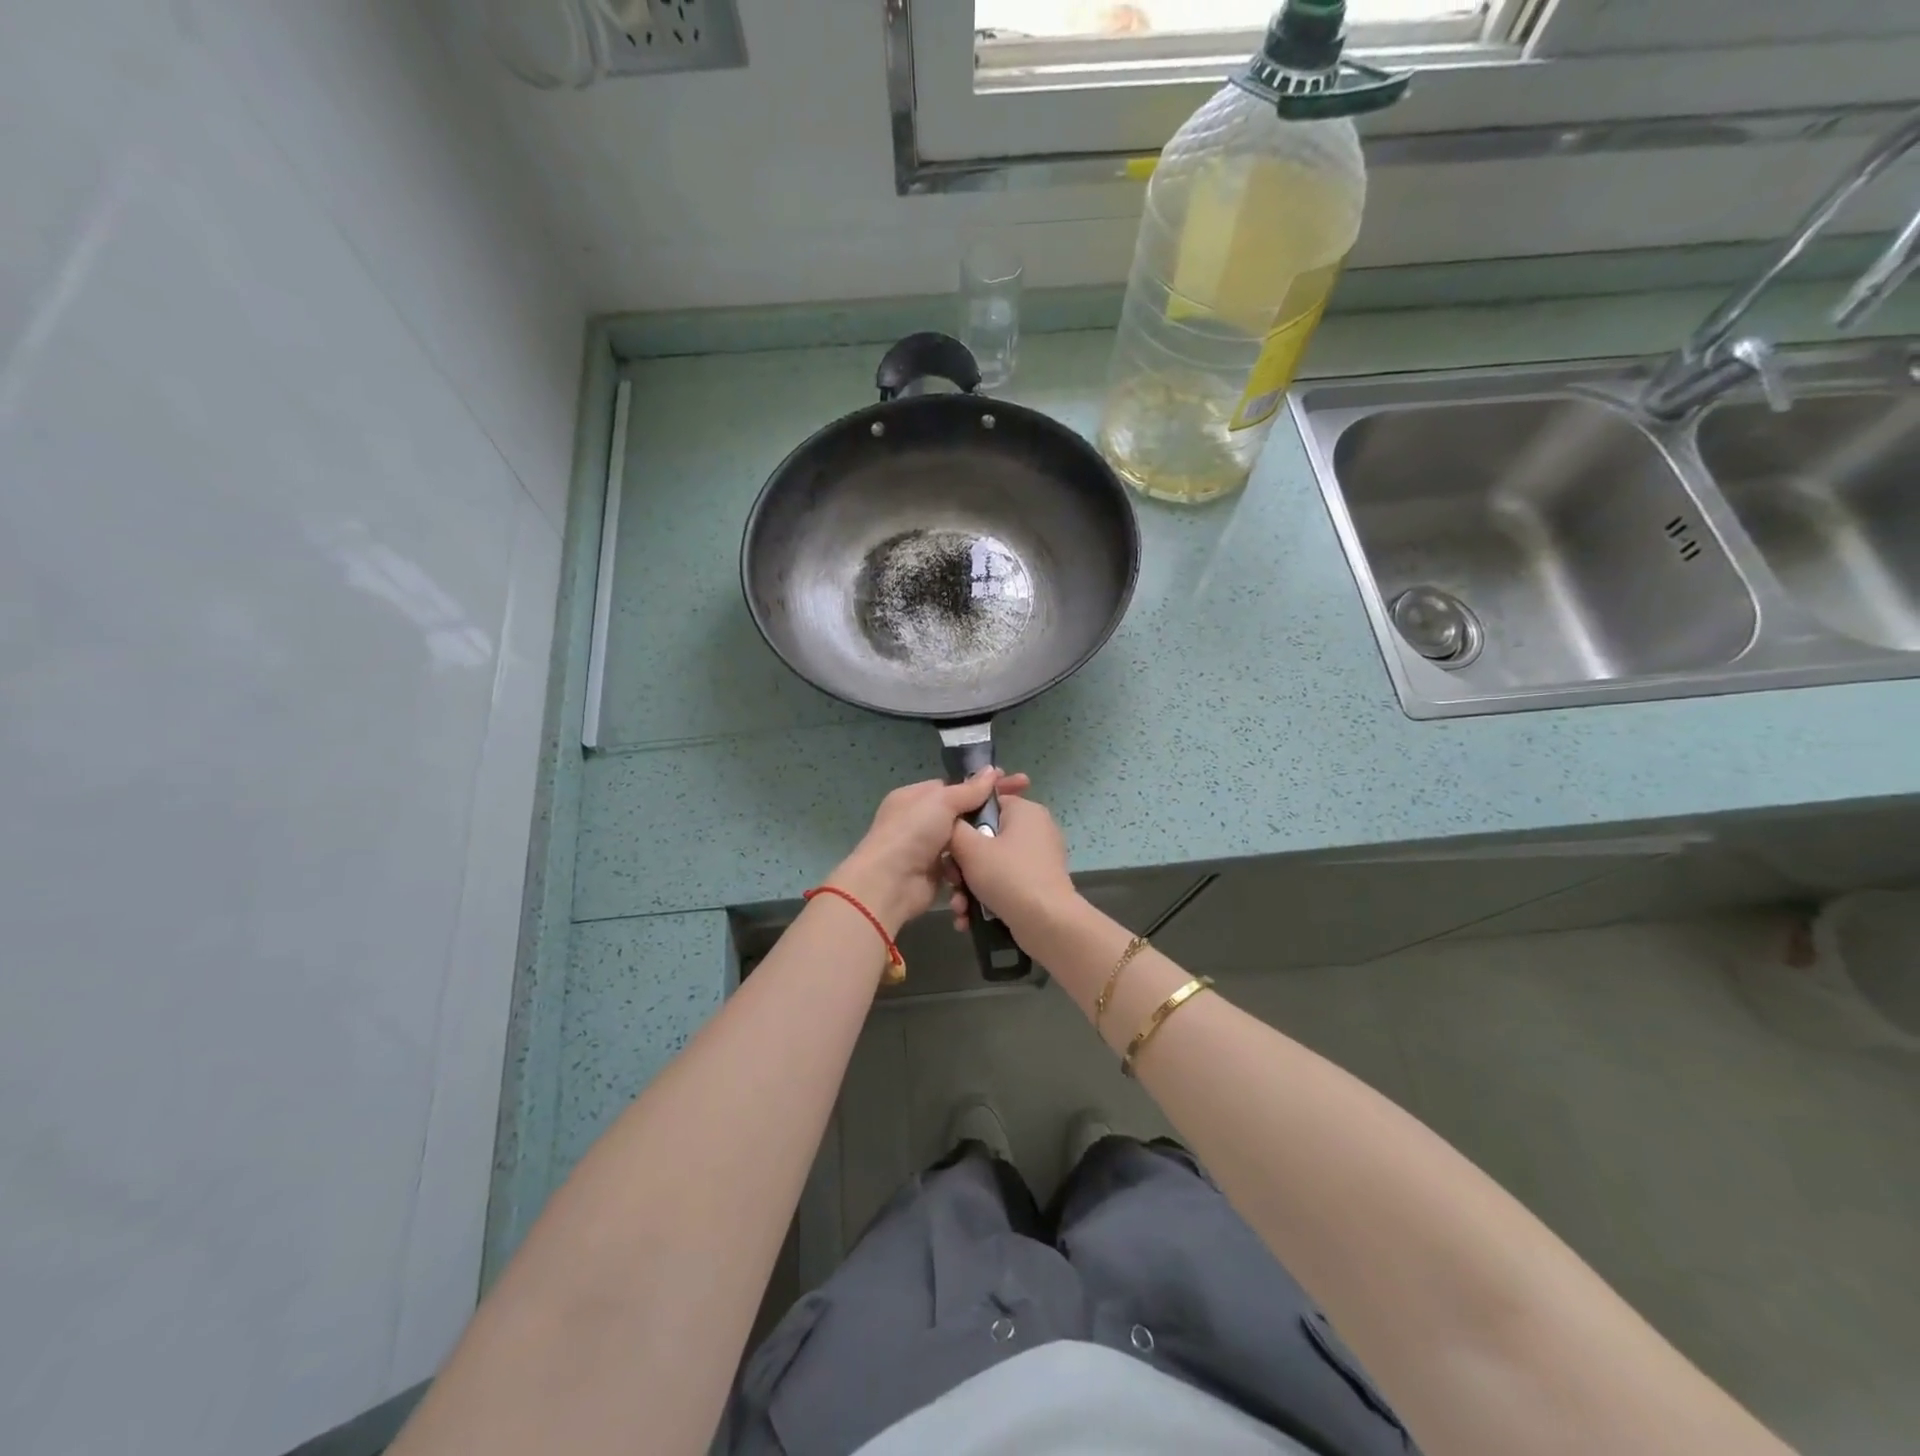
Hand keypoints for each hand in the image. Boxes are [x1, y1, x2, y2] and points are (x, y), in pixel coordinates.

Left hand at [830, 770, 1031, 935]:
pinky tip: (994, 863)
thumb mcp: (941, 801)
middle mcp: (919, 821)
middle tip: (1023, 811)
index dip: (985, 785)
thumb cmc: (912, 833)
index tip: (1016, 783)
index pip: (955, 786)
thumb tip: (992, 771)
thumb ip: (969, 789)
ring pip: (964, 842)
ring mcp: (927, 849)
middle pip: (962, 814)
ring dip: (982, 843)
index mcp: (915, 797)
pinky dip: (973, 866)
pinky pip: (960, 866)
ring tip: (1012, 840)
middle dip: (988, 813)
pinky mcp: (935, 875)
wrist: (889, 884)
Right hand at [946, 790, 1076, 940]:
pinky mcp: (1038, 885)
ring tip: (959, 908)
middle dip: (961, 867)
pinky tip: (968, 918)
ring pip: (992, 866)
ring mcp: (1038, 859)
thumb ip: (953, 828)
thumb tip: (950, 823)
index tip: (947, 845)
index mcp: (1025, 811)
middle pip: (985, 839)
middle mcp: (1035, 829)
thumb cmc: (1007, 875)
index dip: (962, 823)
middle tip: (952, 882)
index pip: (985, 804)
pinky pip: (1005, 884)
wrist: (1047, 923)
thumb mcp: (969, 848)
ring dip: (969, 888)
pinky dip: (986, 898)